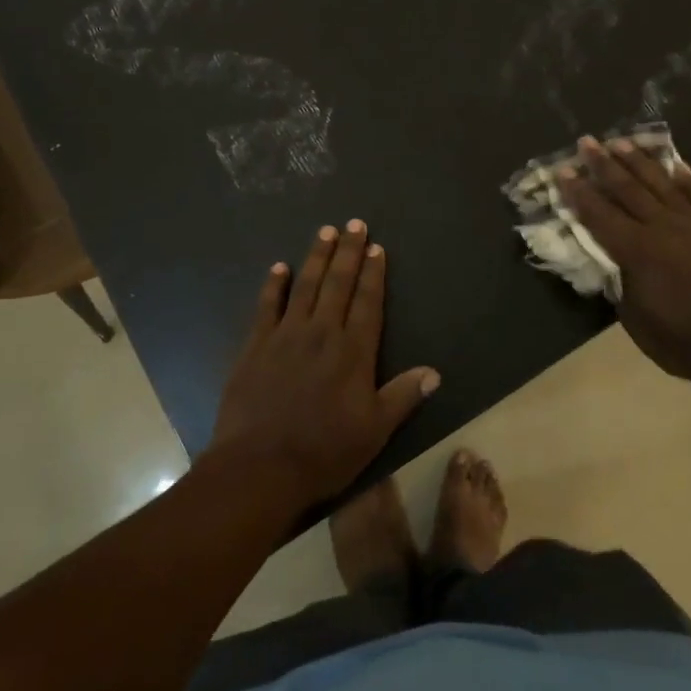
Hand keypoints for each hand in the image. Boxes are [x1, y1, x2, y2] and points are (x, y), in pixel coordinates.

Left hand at [208, 221, 440, 508]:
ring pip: (305, 286)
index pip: (367, 302)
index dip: (374, 274)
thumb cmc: (324, 452)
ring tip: (324, 231)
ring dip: (316, 257)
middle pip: (338, 283)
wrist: (260, 466)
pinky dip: (273, 285)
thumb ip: (402, 396)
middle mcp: (321, 333)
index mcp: (353, 351)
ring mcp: (286, 335)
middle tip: (354, 223)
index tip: (376, 248)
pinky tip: (278, 267)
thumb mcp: (374, 431)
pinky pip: (267, 306)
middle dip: (348, 252)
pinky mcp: (256, 345)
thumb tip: (434, 372)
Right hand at [558, 136, 690, 388]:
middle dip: (603, 164)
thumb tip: (612, 265)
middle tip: (586, 142)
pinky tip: (676, 163)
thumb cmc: (683, 341)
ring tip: (621, 141)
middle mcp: (662, 228)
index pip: (599, 214)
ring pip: (661, 185)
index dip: (579, 192)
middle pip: (627, 190)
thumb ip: (620, 284)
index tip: (563, 170)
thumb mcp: (635, 319)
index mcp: (636, 251)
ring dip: (639, 162)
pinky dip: (687, 179)